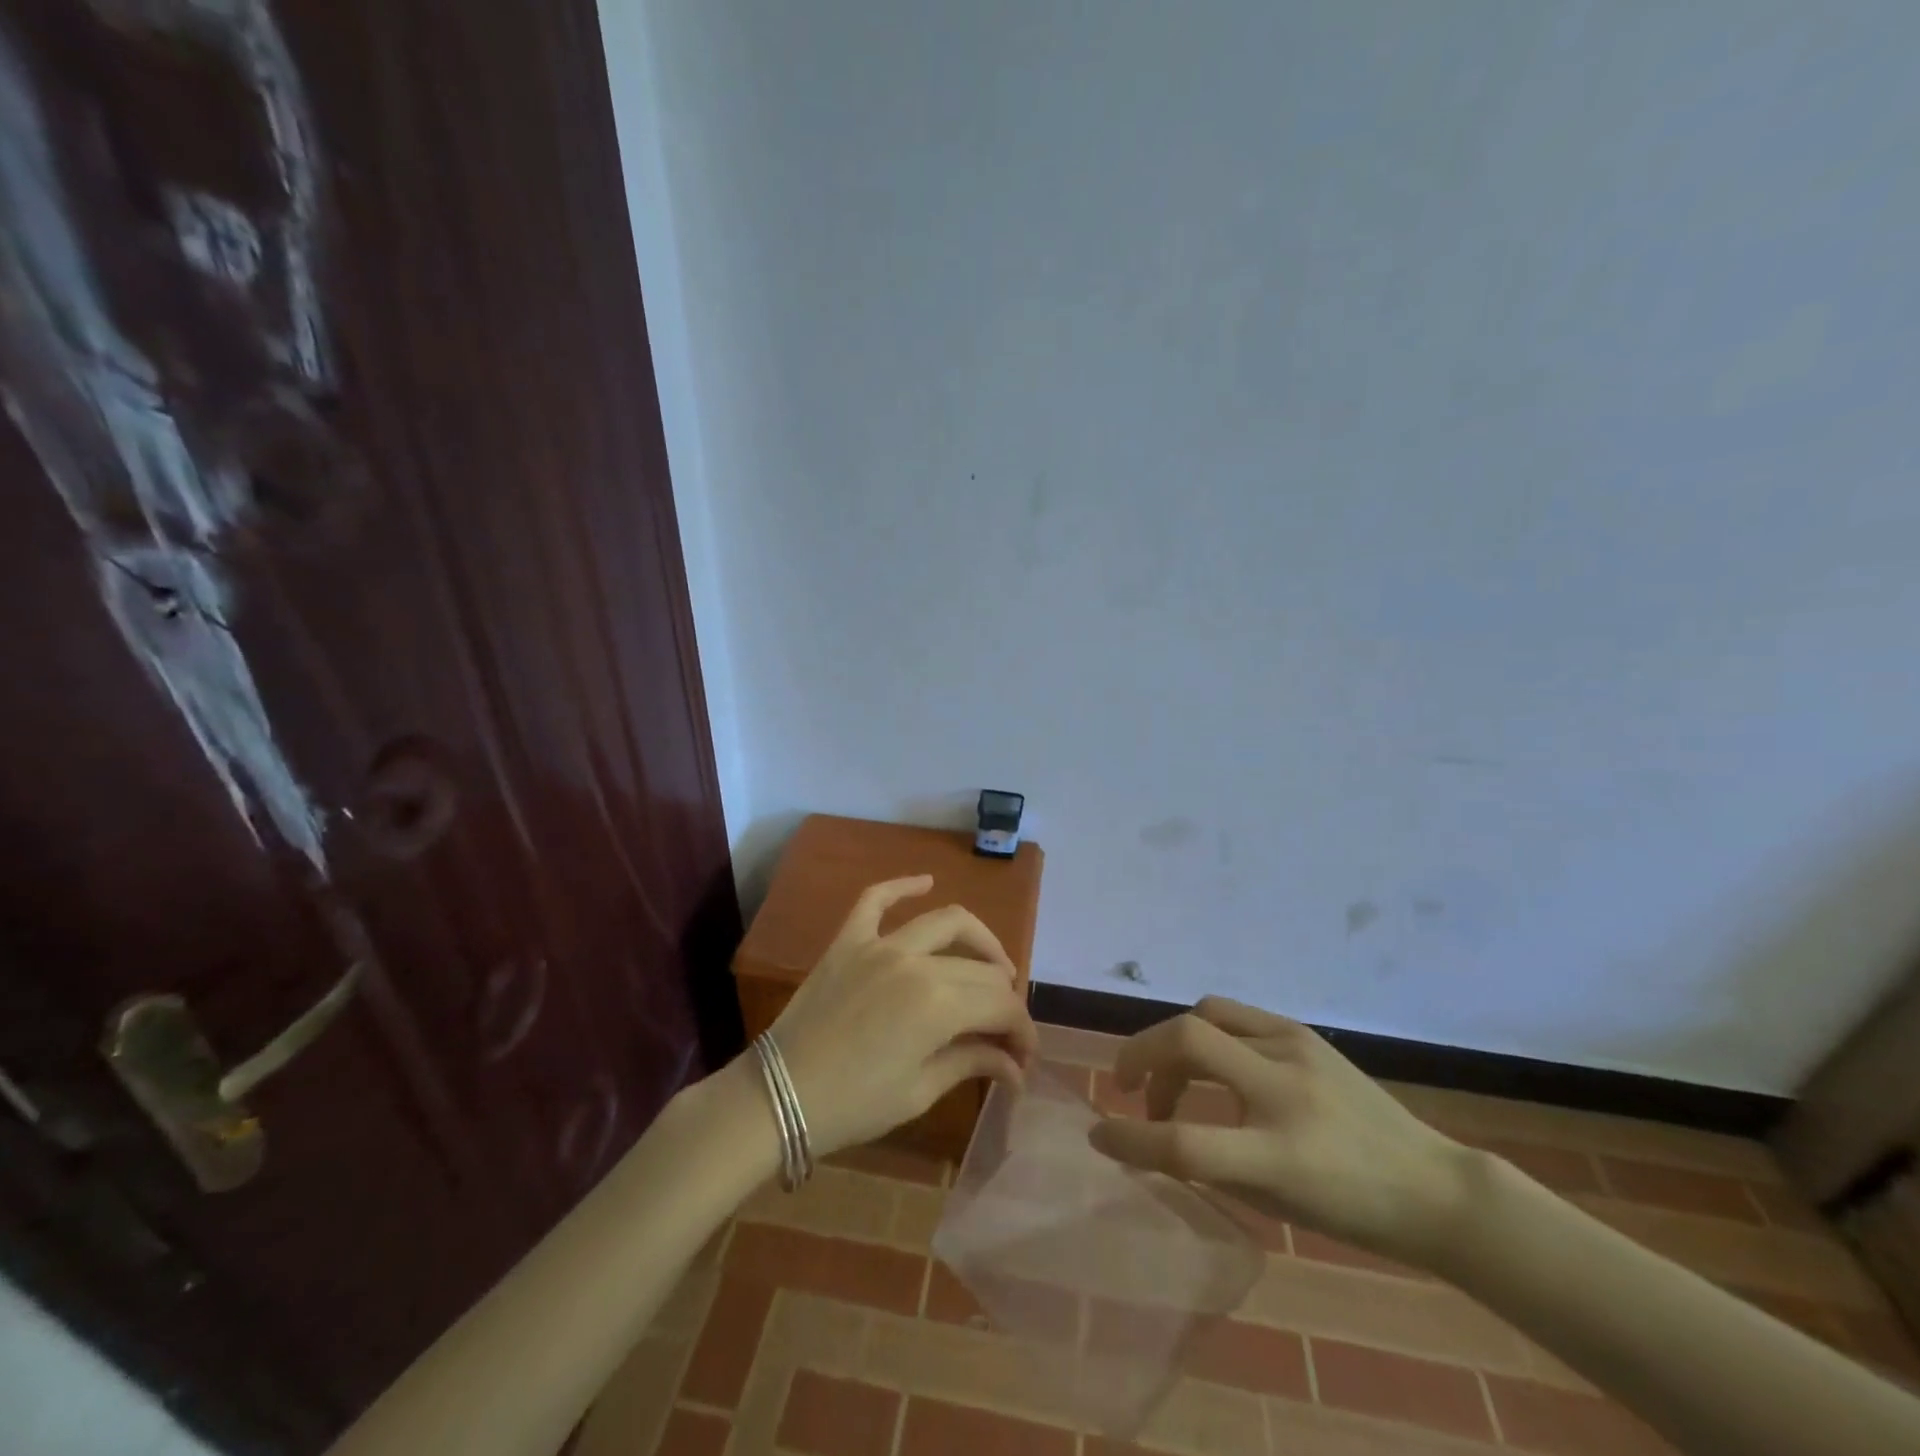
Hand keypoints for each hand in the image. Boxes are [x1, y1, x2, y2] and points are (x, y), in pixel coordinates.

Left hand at [769, 875, 1038, 1157]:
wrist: (777, 1096)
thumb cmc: (853, 1105)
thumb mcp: (919, 1091)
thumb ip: (972, 1063)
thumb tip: (1015, 1067)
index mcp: (938, 1004)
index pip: (1000, 1005)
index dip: (1022, 1030)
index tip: (1025, 1056)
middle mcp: (915, 961)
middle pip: (980, 969)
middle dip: (1005, 1000)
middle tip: (1008, 1030)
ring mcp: (879, 944)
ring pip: (946, 922)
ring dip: (979, 941)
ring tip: (993, 965)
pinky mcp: (849, 940)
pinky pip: (876, 898)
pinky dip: (903, 886)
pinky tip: (926, 882)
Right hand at [1088, 997, 1475, 1267]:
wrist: (1431, 1186)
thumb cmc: (1350, 1211)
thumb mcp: (1274, 1201)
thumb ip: (1210, 1162)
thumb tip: (1155, 1129)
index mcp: (1280, 1155)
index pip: (1186, 1143)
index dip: (1131, 1140)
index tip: (1099, 1137)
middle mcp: (1285, 1090)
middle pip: (1187, 1041)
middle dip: (1139, 1055)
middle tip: (1129, 1087)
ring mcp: (1296, 1050)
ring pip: (1204, 1016)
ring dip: (1170, 1046)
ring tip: (1172, 1082)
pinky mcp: (1302, 1031)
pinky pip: (1231, 1015)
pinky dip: (1204, 1035)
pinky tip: (1212, 1064)